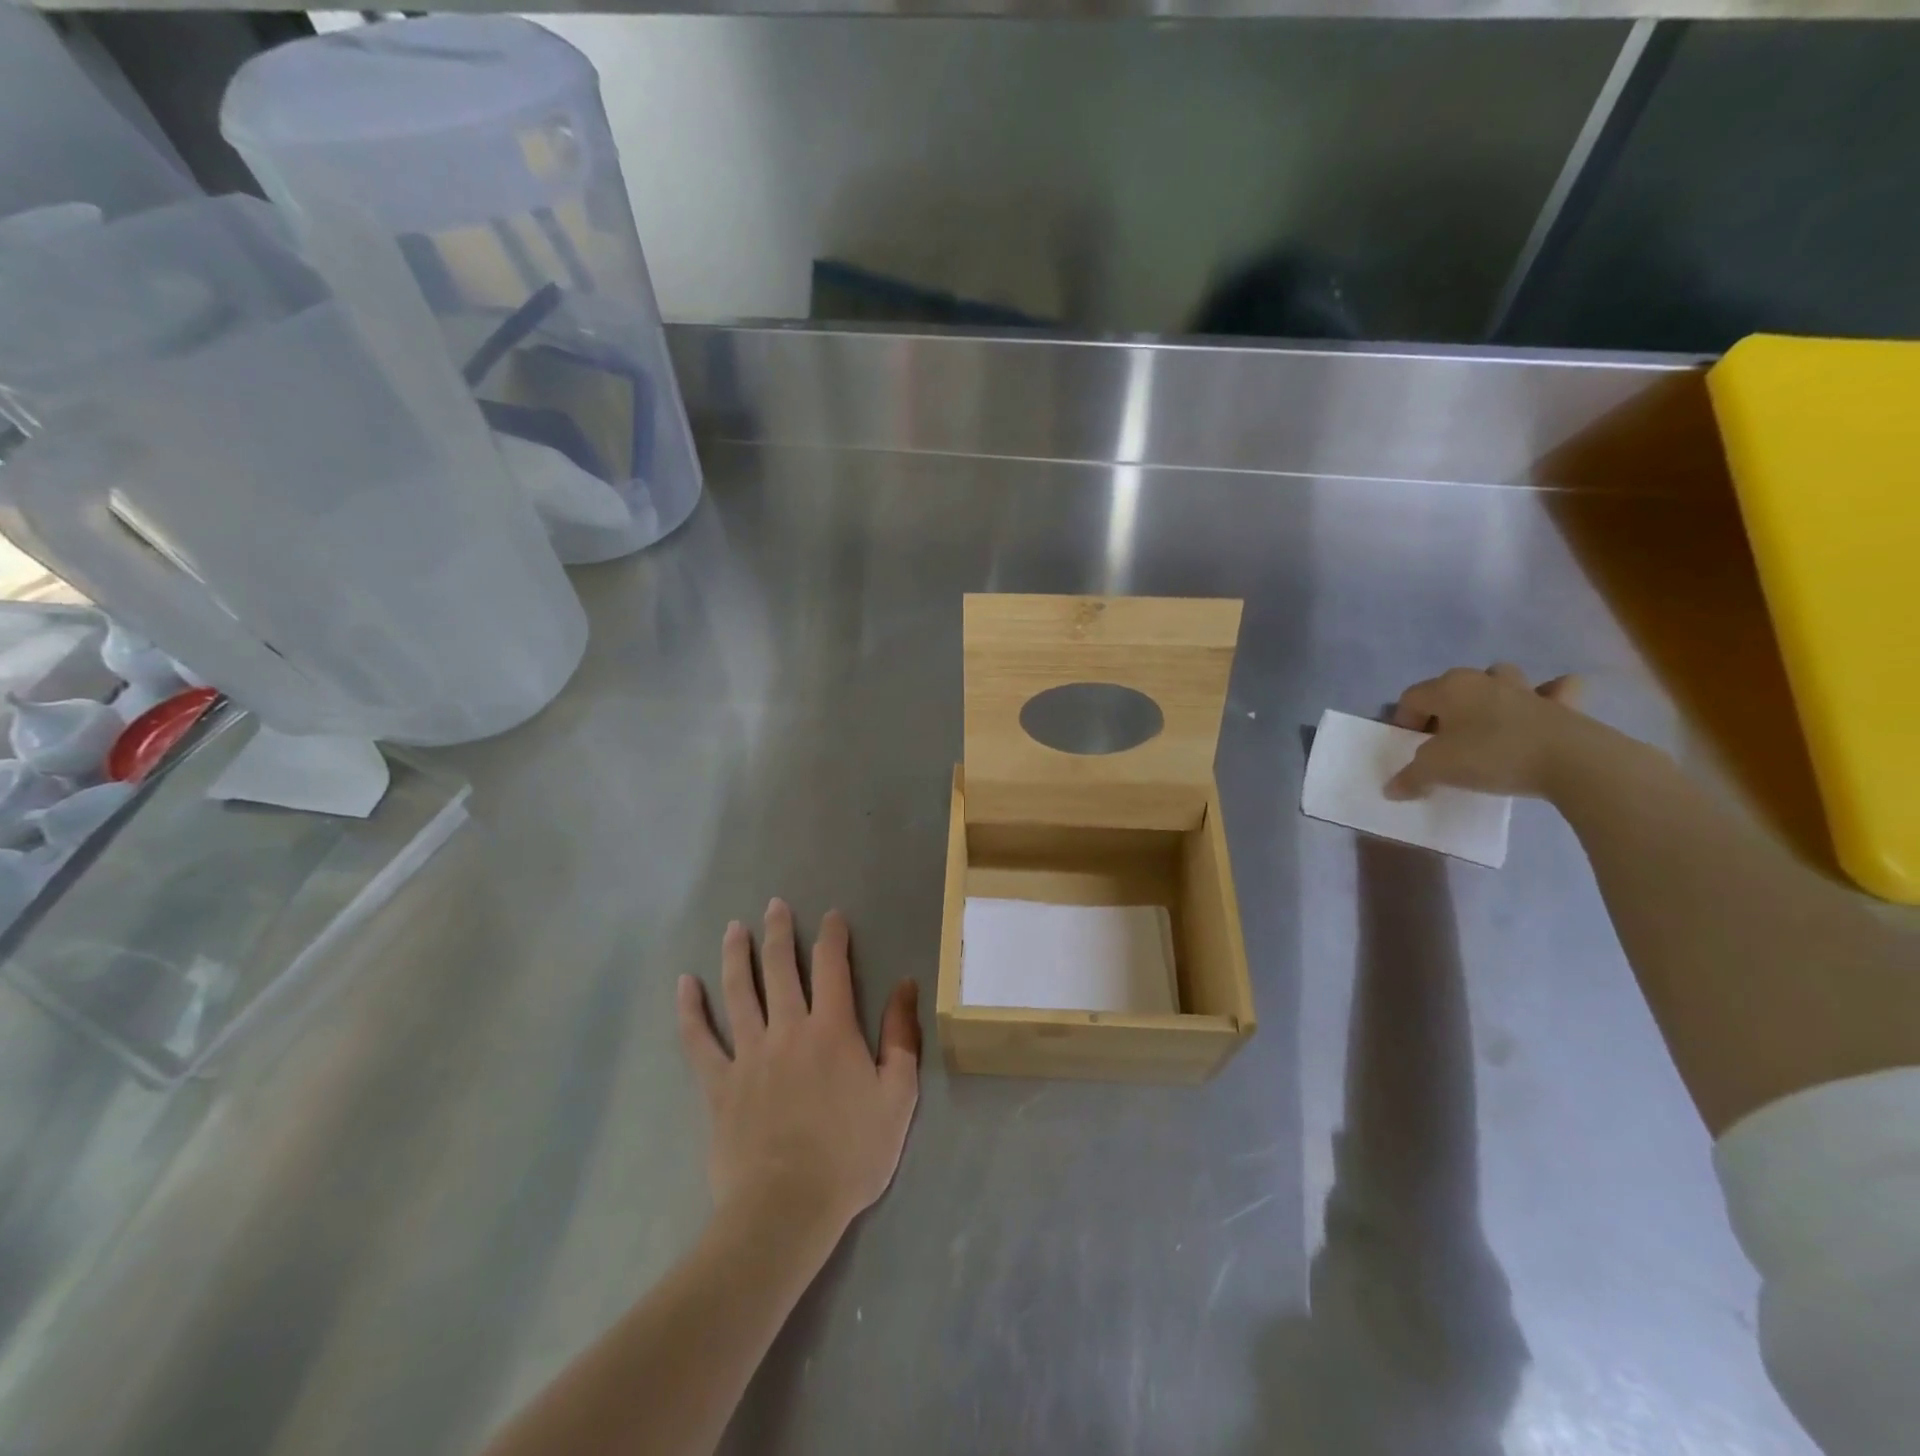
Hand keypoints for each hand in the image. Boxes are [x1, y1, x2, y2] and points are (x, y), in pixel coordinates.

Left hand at [676, 900, 919, 1241]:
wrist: (787, 1209)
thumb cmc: (851, 1154)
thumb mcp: (898, 1096)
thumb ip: (901, 1037)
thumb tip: (906, 985)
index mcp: (832, 1030)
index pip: (832, 967)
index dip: (832, 936)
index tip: (831, 916)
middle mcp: (788, 1029)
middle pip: (780, 969)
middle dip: (779, 933)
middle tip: (774, 906)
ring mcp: (748, 1055)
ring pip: (739, 992)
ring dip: (736, 956)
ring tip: (734, 928)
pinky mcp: (719, 1085)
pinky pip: (699, 1041)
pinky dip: (690, 1010)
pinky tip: (684, 984)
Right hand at [1384, 664, 1585, 800]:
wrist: (1571, 761)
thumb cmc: (1491, 755)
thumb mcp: (1437, 770)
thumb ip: (1410, 777)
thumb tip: (1392, 789)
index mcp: (1449, 688)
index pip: (1411, 697)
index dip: (1404, 721)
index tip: (1409, 748)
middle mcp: (1484, 679)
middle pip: (1452, 685)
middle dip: (1444, 708)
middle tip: (1443, 740)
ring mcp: (1526, 688)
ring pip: (1500, 678)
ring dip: (1490, 694)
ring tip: (1486, 722)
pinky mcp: (1563, 704)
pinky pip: (1554, 691)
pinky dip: (1549, 696)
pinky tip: (1543, 710)